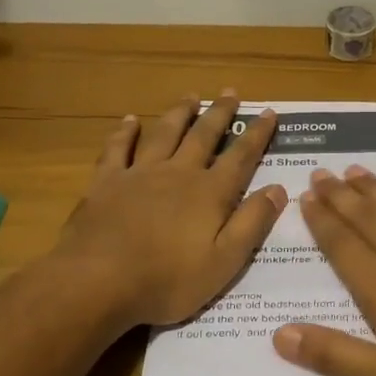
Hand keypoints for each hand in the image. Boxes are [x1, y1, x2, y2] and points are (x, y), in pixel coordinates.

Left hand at [50, 95, 286, 328]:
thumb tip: (278, 189)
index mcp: (210, 193)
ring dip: (179, 113)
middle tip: (230, 92)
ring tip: (191, 96)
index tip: (268, 112)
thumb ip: (252, 223)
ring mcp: (139, 174)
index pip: (241, 157)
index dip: (257, 134)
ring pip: (165, 133)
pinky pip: (117, 149)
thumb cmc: (167, 280)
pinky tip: (130, 120)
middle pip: (203, 136)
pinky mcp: (106, 182)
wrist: (97, 282)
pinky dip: (125, 132)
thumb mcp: (224, 262)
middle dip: (220, 114)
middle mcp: (178, 173)